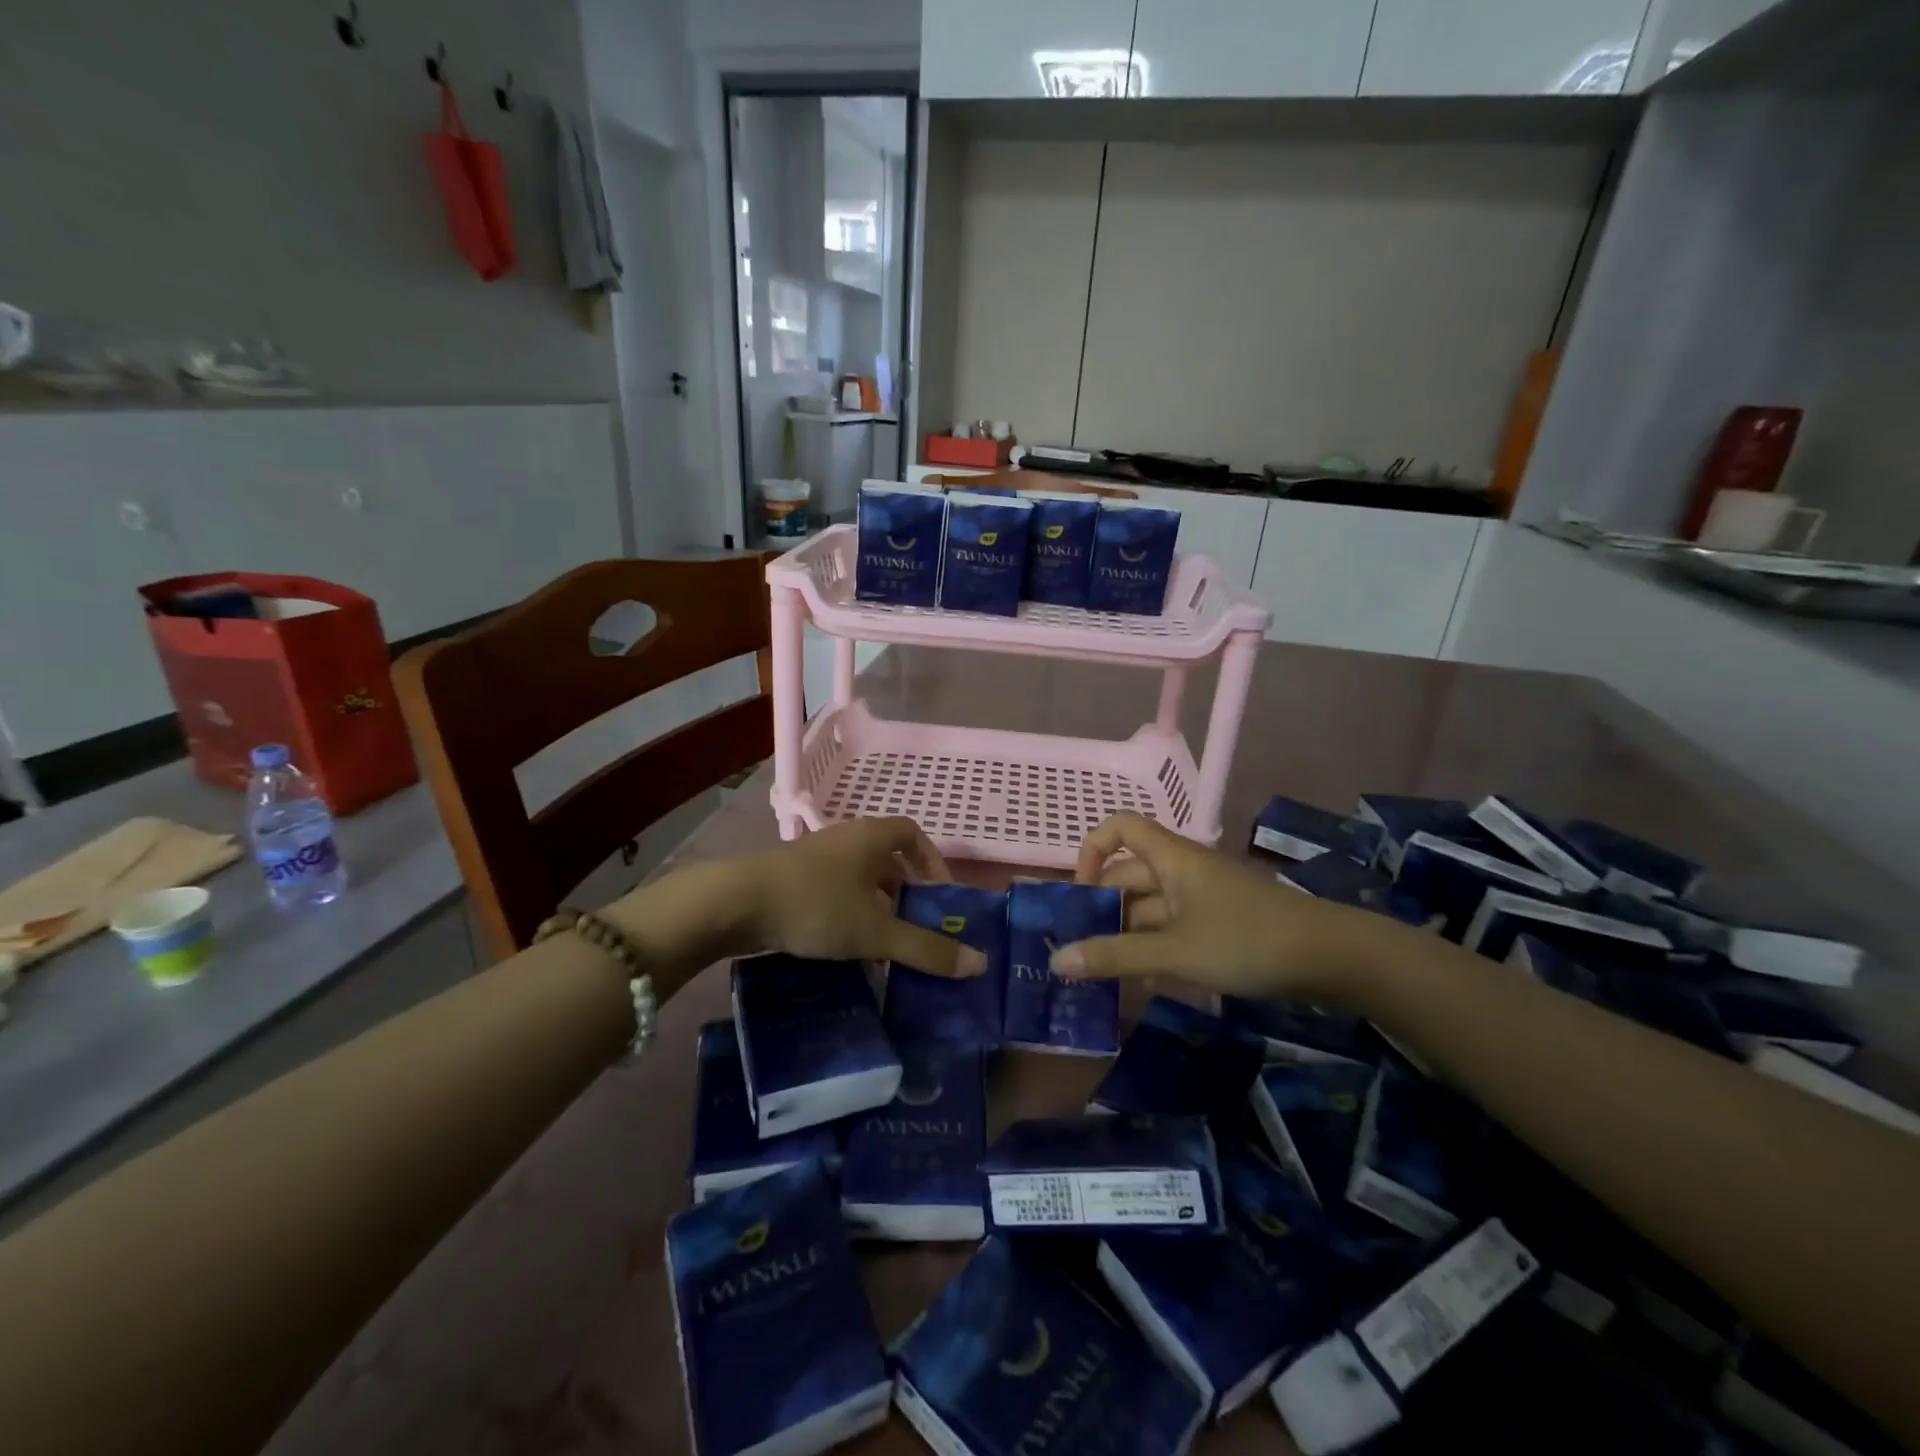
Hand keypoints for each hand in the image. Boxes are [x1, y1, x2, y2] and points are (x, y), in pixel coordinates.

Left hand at [744, 818, 987, 977]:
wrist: (737, 903)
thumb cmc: (817, 905)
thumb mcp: (876, 932)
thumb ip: (926, 949)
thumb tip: (979, 963)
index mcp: (871, 837)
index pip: (912, 833)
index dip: (932, 861)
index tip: (939, 895)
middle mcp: (845, 839)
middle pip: (886, 859)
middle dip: (905, 893)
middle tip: (916, 927)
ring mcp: (815, 858)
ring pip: (858, 879)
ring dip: (875, 908)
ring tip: (885, 945)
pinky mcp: (792, 880)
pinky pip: (834, 893)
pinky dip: (848, 915)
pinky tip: (847, 950)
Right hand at [1055, 812, 1376, 1001]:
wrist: (1330, 956)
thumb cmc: (1246, 940)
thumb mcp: (1175, 952)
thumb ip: (1116, 956)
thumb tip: (1056, 960)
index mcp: (1170, 858)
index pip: (1119, 827)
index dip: (1092, 851)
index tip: (1080, 895)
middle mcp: (1181, 870)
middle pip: (1129, 875)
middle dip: (1103, 909)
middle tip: (1081, 950)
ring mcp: (1202, 897)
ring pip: (1150, 907)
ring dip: (1127, 935)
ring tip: (1107, 975)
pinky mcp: (1219, 922)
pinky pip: (1173, 927)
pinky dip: (1155, 948)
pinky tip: (1147, 982)